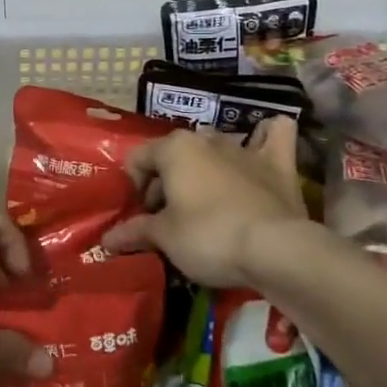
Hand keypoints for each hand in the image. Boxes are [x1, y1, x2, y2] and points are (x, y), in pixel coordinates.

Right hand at [103, 117, 327, 288]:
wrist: (275, 250)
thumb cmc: (208, 236)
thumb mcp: (164, 237)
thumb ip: (135, 231)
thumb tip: (108, 239)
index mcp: (173, 148)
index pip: (138, 159)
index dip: (135, 189)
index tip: (142, 218)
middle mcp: (206, 139)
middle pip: (174, 156)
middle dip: (167, 183)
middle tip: (169, 220)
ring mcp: (244, 148)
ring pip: (216, 146)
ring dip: (206, 165)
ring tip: (205, 200)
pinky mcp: (279, 164)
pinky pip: (274, 135)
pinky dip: (266, 137)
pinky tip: (261, 144)